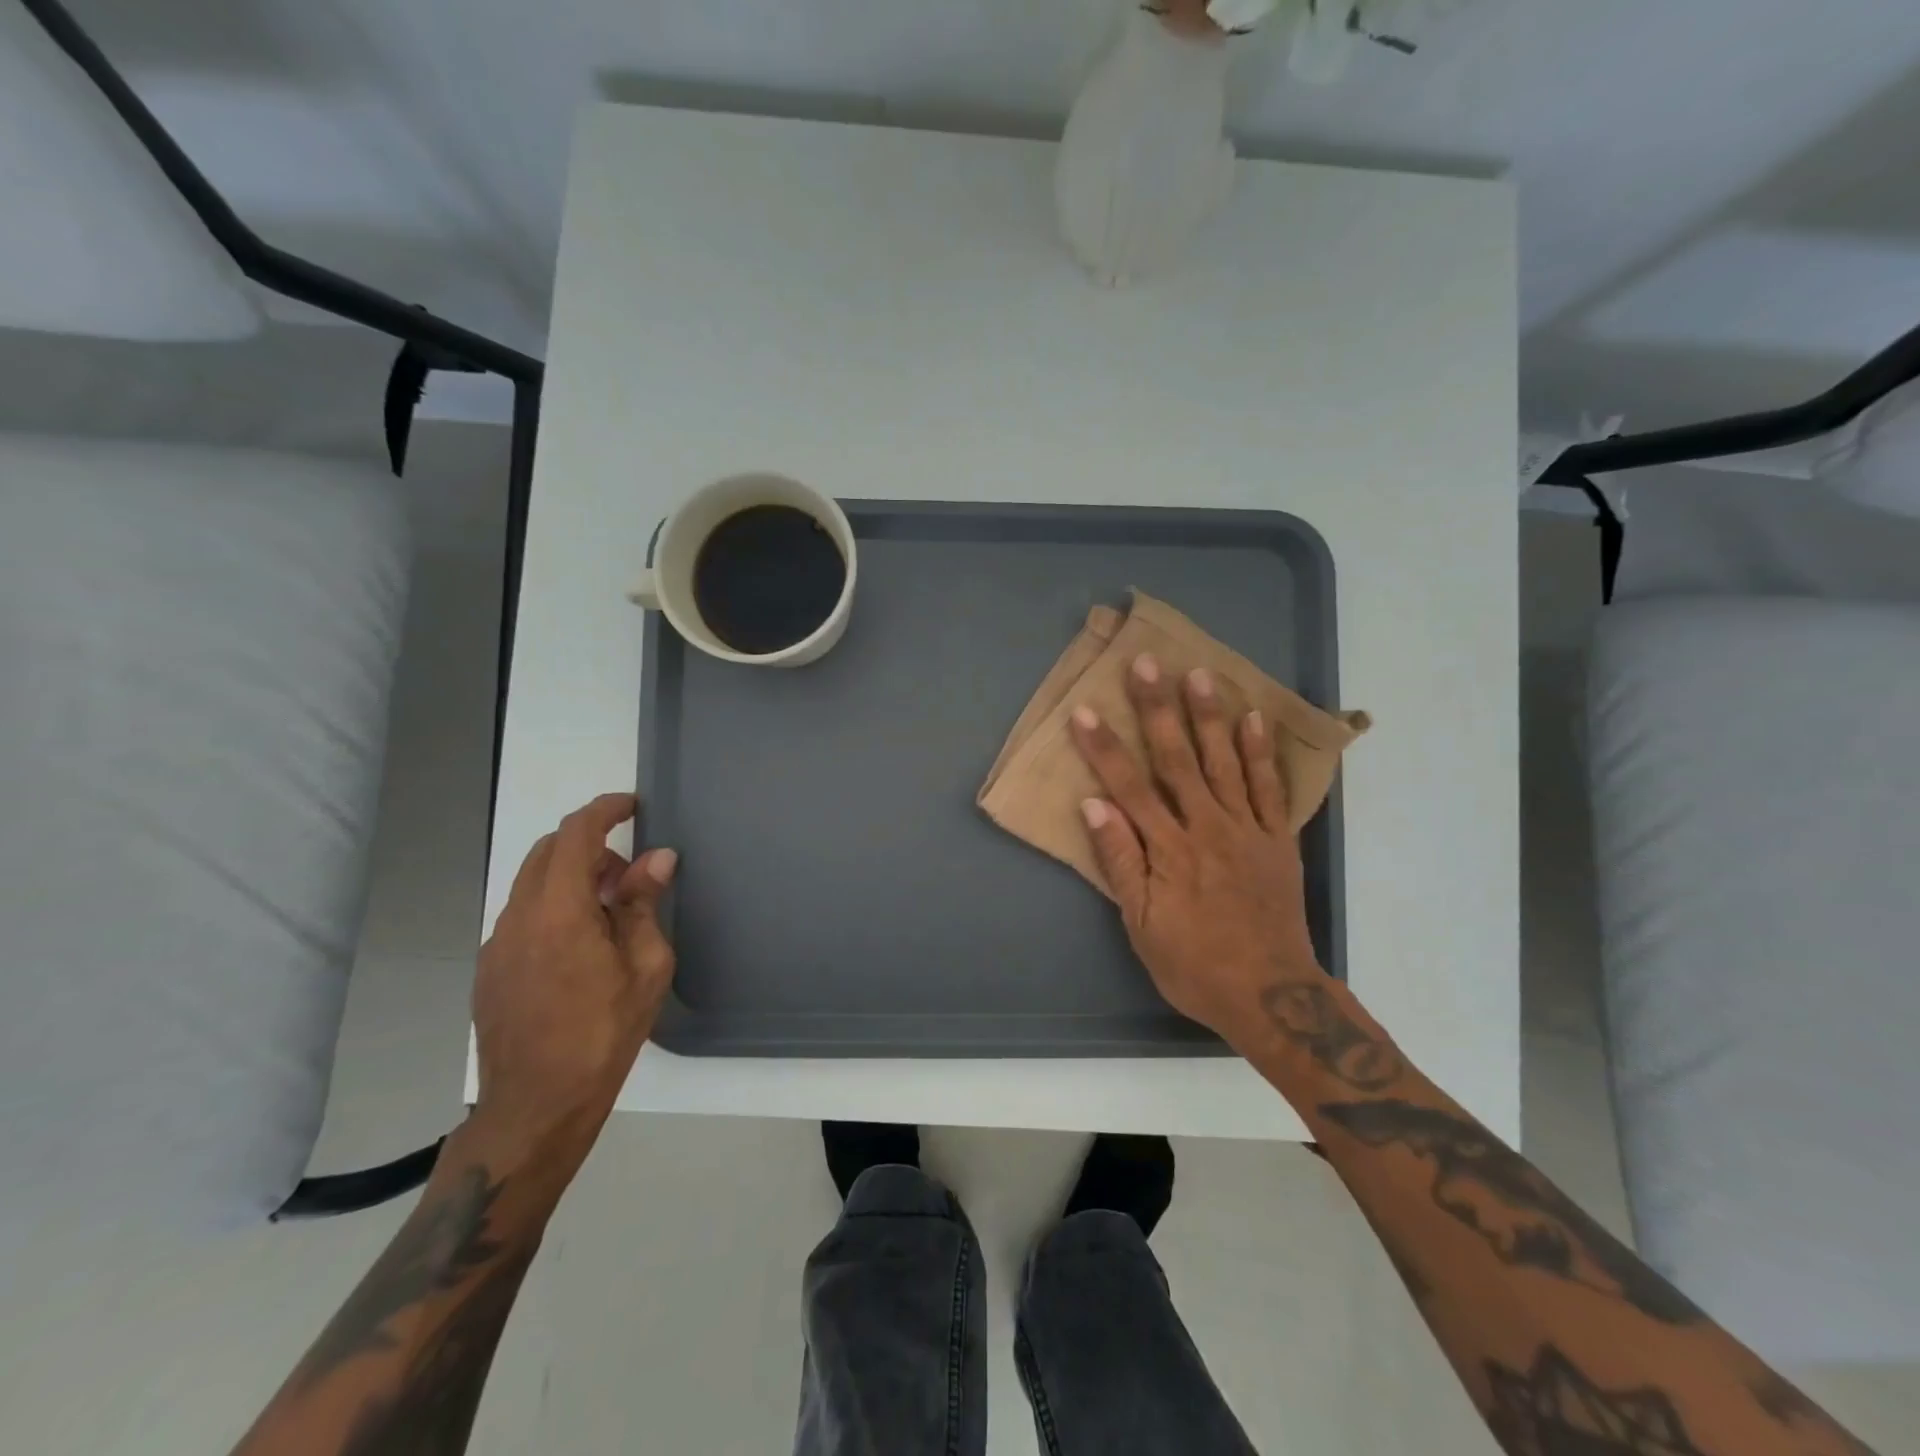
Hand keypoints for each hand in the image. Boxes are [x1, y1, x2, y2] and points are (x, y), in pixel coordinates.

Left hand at [470, 792, 677, 1176]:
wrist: (535, 1106)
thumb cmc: (603, 1033)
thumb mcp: (644, 966)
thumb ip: (643, 904)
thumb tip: (656, 858)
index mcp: (558, 911)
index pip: (575, 835)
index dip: (603, 810)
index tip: (631, 806)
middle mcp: (518, 917)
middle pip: (548, 852)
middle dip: (590, 846)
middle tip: (628, 875)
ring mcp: (497, 944)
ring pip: (532, 883)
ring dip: (571, 878)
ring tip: (609, 916)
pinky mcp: (489, 969)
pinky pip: (522, 915)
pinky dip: (553, 906)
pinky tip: (579, 948)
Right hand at [1070, 655, 1321, 1046]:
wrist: (1272, 995)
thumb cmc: (1194, 965)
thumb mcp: (1142, 925)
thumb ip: (1120, 860)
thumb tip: (1093, 804)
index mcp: (1168, 849)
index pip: (1128, 787)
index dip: (1104, 748)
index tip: (1085, 711)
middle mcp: (1207, 827)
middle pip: (1176, 759)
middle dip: (1157, 709)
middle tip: (1146, 664)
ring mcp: (1246, 829)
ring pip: (1224, 762)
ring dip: (1208, 716)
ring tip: (1198, 673)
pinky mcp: (1277, 839)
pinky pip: (1269, 787)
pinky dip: (1260, 752)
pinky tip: (1253, 718)